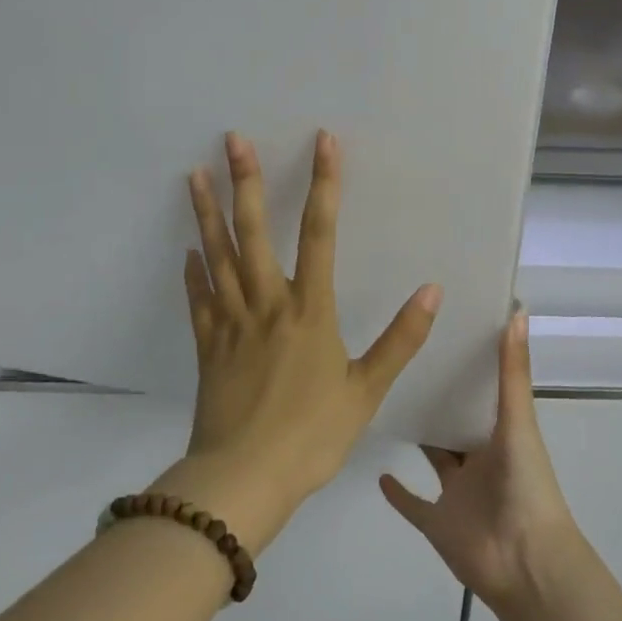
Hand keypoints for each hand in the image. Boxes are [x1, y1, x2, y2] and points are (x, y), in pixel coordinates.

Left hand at [154, 130, 440, 553]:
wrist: (242, 482)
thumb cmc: (311, 435)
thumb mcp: (367, 391)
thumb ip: (400, 339)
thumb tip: (432, 290)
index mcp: (309, 310)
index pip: (320, 233)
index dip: (324, 184)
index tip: (323, 142)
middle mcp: (267, 304)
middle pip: (254, 231)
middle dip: (246, 182)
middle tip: (232, 139)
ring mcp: (231, 323)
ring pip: (218, 256)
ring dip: (208, 213)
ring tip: (194, 174)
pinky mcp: (207, 347)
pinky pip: (199, 300)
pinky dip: (194, 272)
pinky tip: (189, 250)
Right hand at [379, 313, 584, 610]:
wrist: (524, 563)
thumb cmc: (525, 485)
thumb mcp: (518, 421)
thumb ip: (513, 370)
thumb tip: (518, 309)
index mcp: (500, 434)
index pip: (480, 393)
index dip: (466, 366)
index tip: (442, 332)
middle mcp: (478, 459)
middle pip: (454, 423)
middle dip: (437, 397)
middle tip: (403, 360)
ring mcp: (457, 494)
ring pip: (435, 458)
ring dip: (419, 436)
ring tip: (386, 402)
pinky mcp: (437, 524)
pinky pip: (413, 505)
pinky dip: (398, 492)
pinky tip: (377, 470)